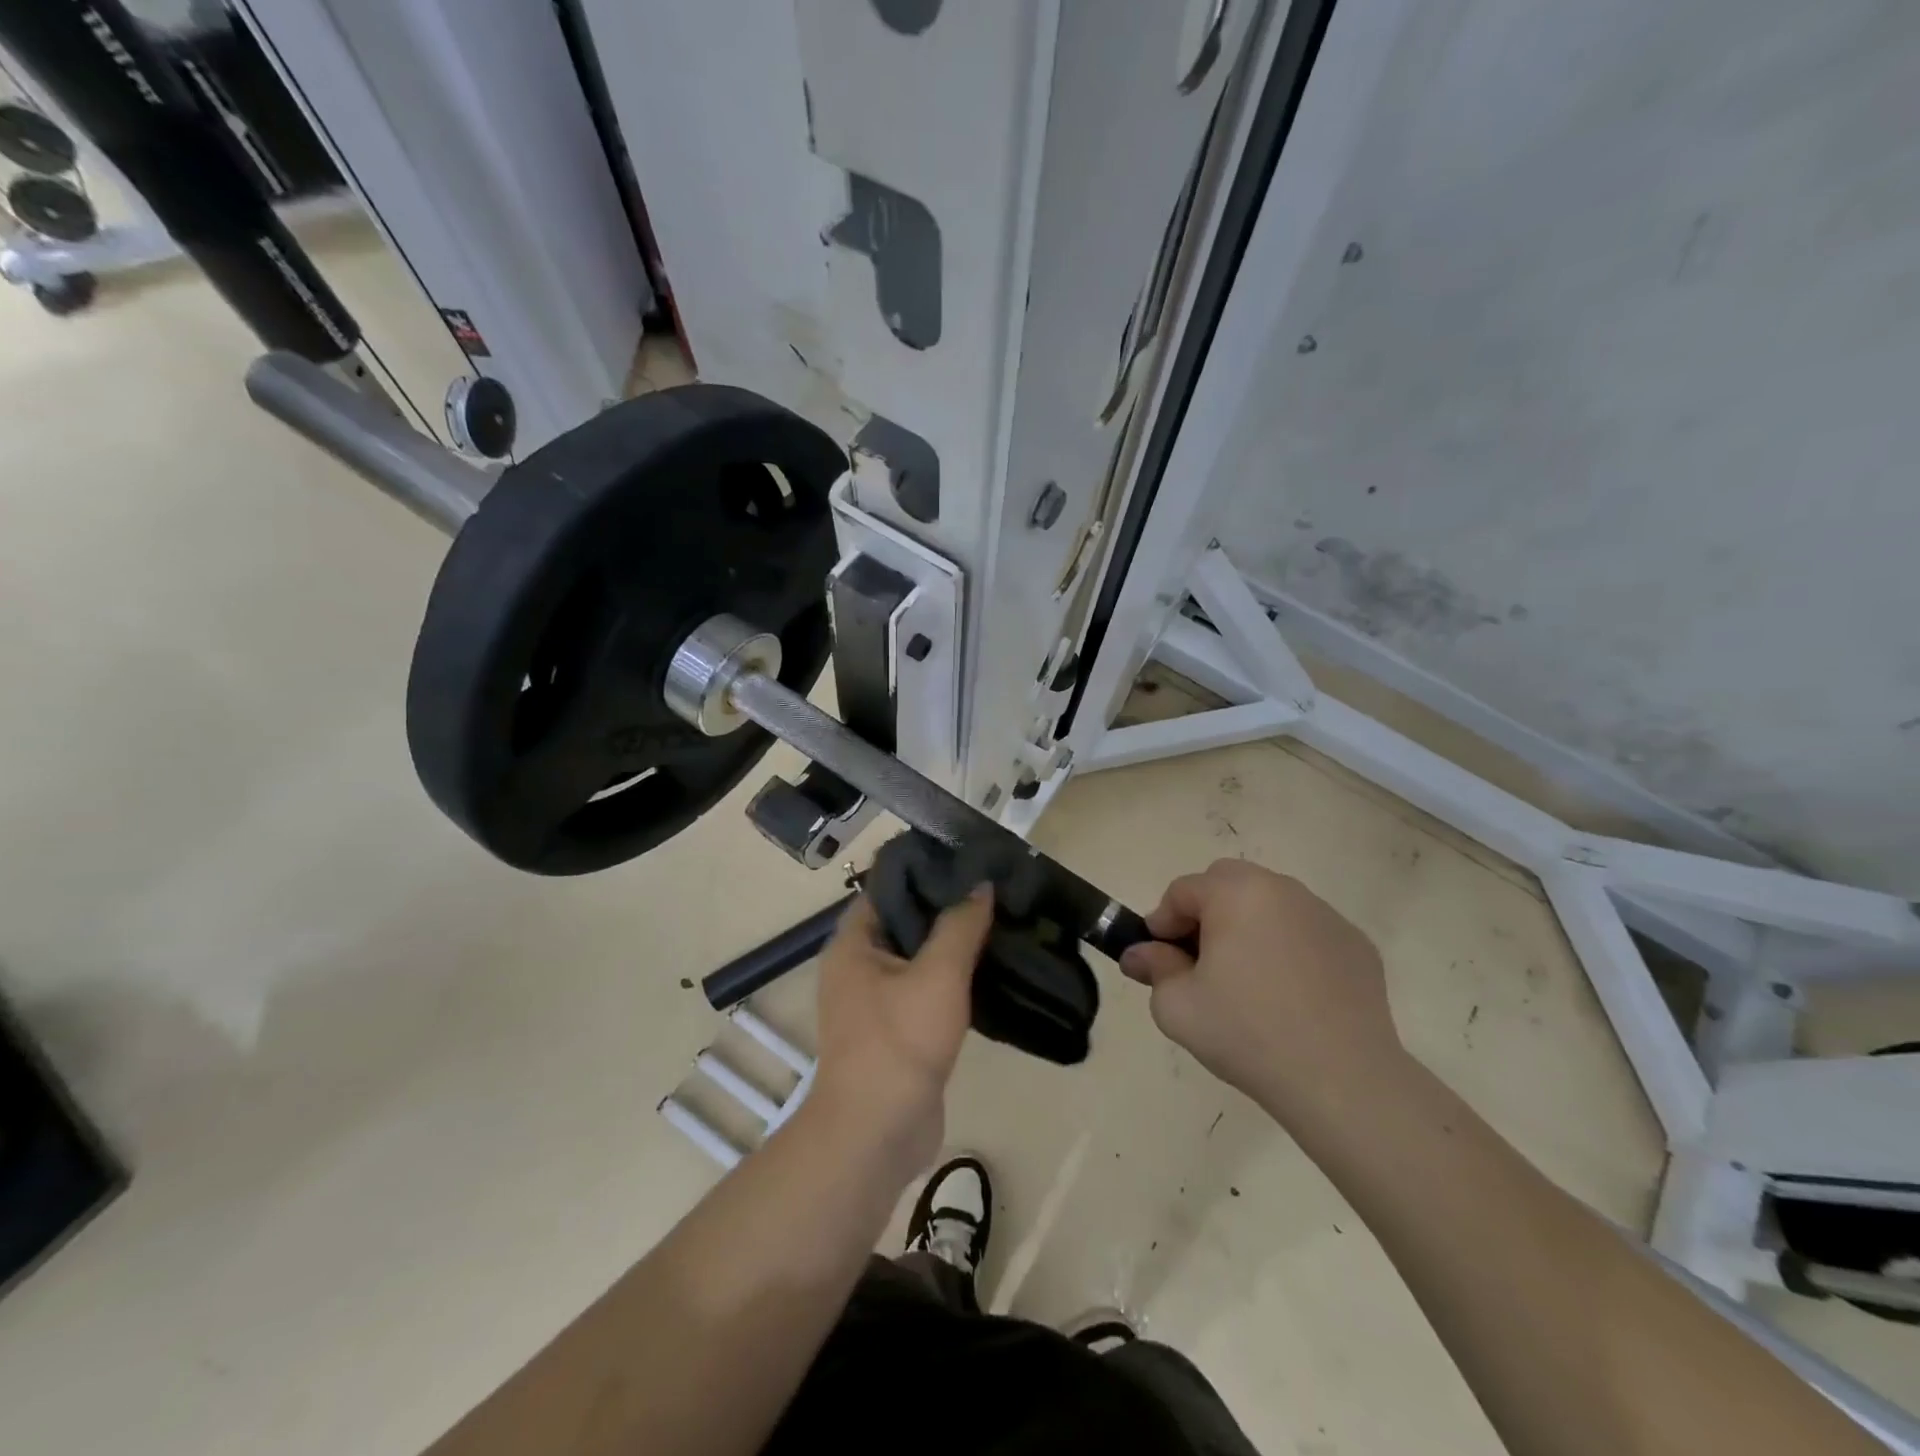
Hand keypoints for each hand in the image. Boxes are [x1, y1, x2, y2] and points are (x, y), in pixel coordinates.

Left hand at [806, 889, 993, 1179]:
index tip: (970, 858)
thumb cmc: (899, 1043)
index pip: (889, 885)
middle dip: (947, 905)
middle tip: (994, 888)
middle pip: (906, 918)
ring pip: (919, 955)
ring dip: (954, 942)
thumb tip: (982, 884)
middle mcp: (859, 963)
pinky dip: (953, 975)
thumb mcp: (937, 975)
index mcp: (855, 941)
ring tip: (999, 920)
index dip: (927, 868)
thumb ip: (960, 925)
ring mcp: (877, 998)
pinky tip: (991, 966)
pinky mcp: (898, 1027)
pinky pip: (926, 987)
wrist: (878, 1133)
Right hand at [1119, 860, 1403, 1124]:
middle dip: (1205, 912)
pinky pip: (1306, 931)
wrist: (1343, 1081)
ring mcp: (1325, 915)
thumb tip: (1140, 954)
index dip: (1163, 922)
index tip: (1159, 958)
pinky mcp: (1356, 945)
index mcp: (1236, 893)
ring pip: (1270, 903)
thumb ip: (1153, 968)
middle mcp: (1282, 889)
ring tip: (1246, 978)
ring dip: (1248, 925)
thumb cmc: (1247, 1033)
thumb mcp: (1177, 1005)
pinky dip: (1289, 947)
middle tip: (1199, 960)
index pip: (1183, 890)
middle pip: (1228, 882)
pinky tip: (1289, 994)